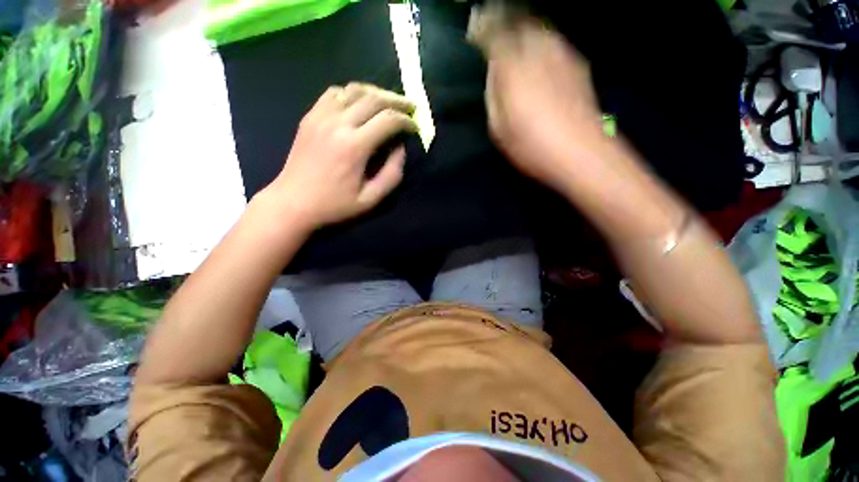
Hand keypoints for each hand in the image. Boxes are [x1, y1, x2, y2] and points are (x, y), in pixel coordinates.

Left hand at [261, 83, 416, 229]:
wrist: (292, 202)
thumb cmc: (334, 205)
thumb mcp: (370, 200)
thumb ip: (391, 175)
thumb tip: (400, 149)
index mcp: (354, 146)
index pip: (388, 120)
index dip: (406, 121)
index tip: (415, 127)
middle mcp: (338, 123)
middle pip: (373, 98)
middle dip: (397, 100)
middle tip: (410, 106)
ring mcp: (320, 116)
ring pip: (354, 89)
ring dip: (376, 93)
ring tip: (389, 102)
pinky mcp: (310, 116)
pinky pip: (334, 93)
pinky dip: (352, 93)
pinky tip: (360, 103)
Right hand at [469, 7, 604, 189]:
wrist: (579, 151)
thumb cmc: (531, 145)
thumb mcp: (499, 127)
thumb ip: (493, 94)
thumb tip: (494, 72)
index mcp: (514, 68)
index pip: (495, 33)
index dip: (483, 27)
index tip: (475, 29)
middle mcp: (539, 51)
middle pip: (520, 21)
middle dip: (505, 22)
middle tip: (495, 31)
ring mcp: (562, 55)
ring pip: (540, 28)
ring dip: (525, 30)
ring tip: (516, 42)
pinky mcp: (578, 64)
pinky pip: (555, 42)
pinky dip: (543, 43)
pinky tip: (539, 57)